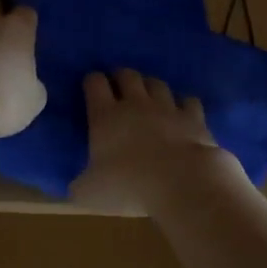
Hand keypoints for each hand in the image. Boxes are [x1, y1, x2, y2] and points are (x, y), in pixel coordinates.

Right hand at [72, 69, 236, 212]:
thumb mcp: (90, 192)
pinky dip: (184, 104)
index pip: (94, 83)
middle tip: (119, 87)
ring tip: (149, 96)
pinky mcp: (194, 118)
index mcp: (105, 116)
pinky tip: (182, 112)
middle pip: (127, 75)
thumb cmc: (128, 186)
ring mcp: (167, 108)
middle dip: (121, 77)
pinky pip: (188, 101)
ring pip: (157, 83)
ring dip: (150, 86)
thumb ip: (80, 184)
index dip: (91, 81)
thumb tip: (72, 187)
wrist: (181, 184)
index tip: (90, 87)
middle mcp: (135, 104)